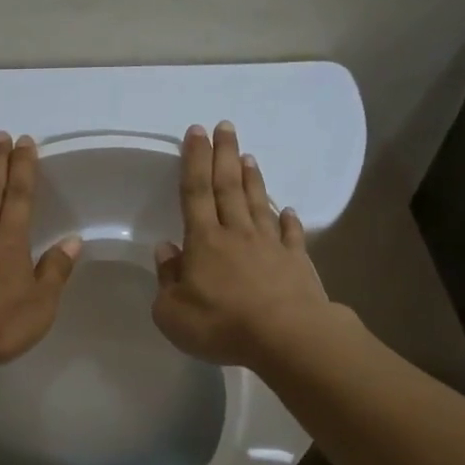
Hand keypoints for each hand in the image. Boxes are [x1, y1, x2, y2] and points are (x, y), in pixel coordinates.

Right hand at [152, 122, 336, 371]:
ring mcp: (270, 245)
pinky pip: (291, 234)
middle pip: (229, 186)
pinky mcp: (297, 262)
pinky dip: (288, 220)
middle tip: (225, 126)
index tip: (196, 131)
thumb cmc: (221, 325)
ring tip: (248, 157)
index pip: (195, 191)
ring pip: (258, 204)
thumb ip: (167, 279)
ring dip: (252, 179)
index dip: (194, 160)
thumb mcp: (172, 312)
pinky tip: (288, 210)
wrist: (286, 338)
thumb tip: (166, 249)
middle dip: (224, 155)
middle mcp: (237, 233)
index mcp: (204, 241)